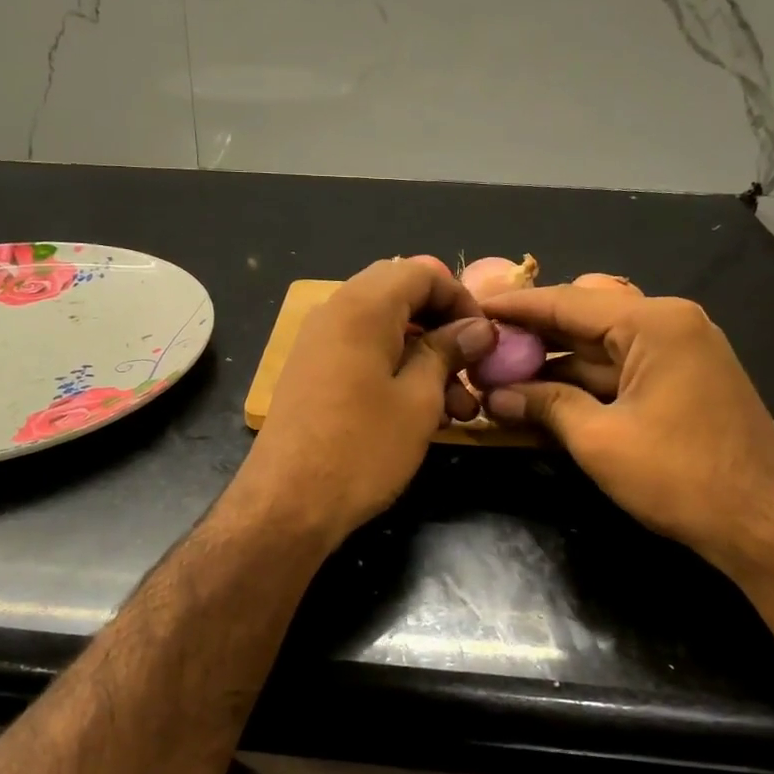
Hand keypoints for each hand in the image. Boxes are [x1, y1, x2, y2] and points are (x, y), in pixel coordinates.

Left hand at [239, 257, 494, 543]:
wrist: (288, 503)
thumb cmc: (362, 448)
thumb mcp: (419, 400)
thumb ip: (447, 352)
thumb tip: (477, 328)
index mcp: (362, 307)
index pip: (421, 271)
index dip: (461, 297)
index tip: (485, 338)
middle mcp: (335, 312)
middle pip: (401, 296)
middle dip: (443, 327)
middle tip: (471, 367)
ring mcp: (318, 344)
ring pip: (384, 329)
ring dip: (425, 356)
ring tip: (459, 408)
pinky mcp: (312, 374)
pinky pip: (362, 353)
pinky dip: (396, 370)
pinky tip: (423, 413)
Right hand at [479, 285, 773, 569]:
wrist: (763, 523)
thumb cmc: (680, 476)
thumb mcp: (599, 440)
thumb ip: (545, 406)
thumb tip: (493, 396)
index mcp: (654, 323)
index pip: (567, 302)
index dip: (515, 306)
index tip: (472, 307)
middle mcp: (669, 324)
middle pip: (584, 317)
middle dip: (532, 333)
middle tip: (483, 344)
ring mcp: (679, 352)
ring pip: (600, 345)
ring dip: (554, 361)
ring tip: (501, 372)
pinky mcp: (681, 380)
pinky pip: (620, 368)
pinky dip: (582, 379)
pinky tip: (542, 393)